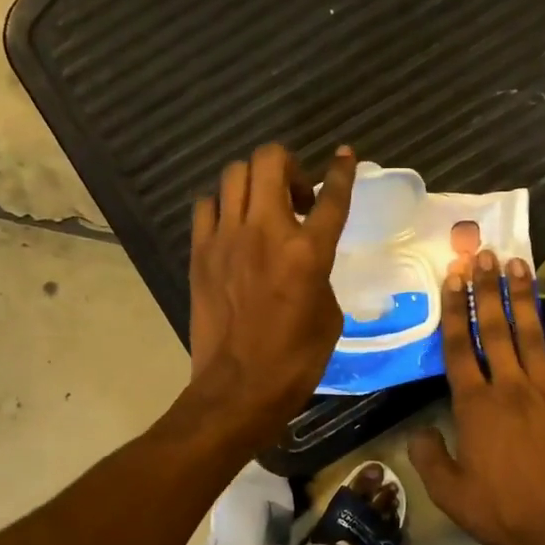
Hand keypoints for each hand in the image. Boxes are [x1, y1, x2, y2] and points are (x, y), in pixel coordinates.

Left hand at [185, 143, 355, 449]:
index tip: (344, 156)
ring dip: (254, 183)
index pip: (332, 196)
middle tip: (296, 197)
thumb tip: (305, 258)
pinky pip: (207, 205)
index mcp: (308, 252)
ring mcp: (226, 239)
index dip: (342, 171)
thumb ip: (320, 273)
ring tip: (262, 209)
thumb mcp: (329, 316)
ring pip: (234, 174)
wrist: (238, 388)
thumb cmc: (295, 361)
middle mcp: (265, 232)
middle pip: (270, 160)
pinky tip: (232, 228)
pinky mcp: (200, 252)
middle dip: (288, 167)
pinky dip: (222, 207)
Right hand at [409, 253, 544, 544]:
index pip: (460, 347)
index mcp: (474, 405)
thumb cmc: (501, 510)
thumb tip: (420, 433)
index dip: (455, 309)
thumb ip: (429, 457)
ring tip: (519, 265)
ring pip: (533, 334)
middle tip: (485, 253)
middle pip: (497, 328)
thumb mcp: (449, 492)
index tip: (453, 277)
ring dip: (524, 298)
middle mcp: (509, 387)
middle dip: (488, 289)